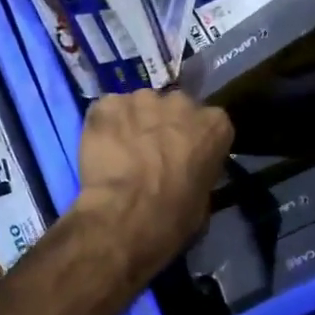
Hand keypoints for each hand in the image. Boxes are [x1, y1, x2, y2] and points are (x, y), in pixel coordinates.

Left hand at [72, 90, 232, 280]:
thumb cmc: (173, 216)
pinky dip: (104, 126)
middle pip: (174, 108)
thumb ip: (198, 172)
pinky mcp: (108, 104)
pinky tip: (100, 148)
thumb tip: (186, 173)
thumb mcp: (203, 200)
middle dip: (164, 125)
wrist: (126, 216)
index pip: (209, 124)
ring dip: (133, 124)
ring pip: (138, 106)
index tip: (185, 157)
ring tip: (121, 151)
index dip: (194, 140)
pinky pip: (107, 111)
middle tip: (152, 153)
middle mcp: (181, 102)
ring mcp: (142, 98)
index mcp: (215, 124)